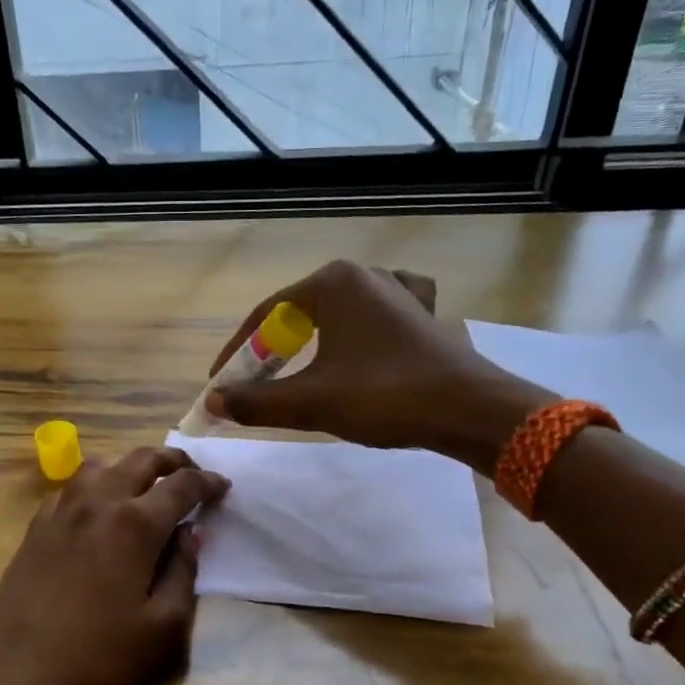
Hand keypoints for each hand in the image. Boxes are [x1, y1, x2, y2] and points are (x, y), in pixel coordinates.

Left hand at [0, 447, 229, 684]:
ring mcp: (60, 511)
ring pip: (101, 464)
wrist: (9, 678)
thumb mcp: (162, 628)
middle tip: (191, 473)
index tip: (223, 486)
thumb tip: (189, 534)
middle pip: (140, 459)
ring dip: (130, 465)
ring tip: (146, 485)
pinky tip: (100, 509)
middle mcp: (97, 502)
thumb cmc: (96, 660)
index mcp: (135, 523)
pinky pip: (72, 486)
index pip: (181, 485)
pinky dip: (97, 483)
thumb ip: (183, 572)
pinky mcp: (35, 528)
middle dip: (172, 460)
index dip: (207, 482)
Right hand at [207, 260, 550, 462]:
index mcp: (332, 283)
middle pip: (298, 314)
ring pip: (334, 317)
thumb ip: (256, 401)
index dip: (237, 353)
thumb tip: (213, 403)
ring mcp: (397, 291)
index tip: (219, 384)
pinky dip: (355, 333)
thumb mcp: (312, 401)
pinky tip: (356, 343)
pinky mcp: (420, 314)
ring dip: (308, 346)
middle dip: (271, 352)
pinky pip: (373, 317)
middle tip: (252, 385)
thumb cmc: (386, 396)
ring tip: (292, 373)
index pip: (266, 316)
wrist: (472, 409)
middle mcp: (363, 275)